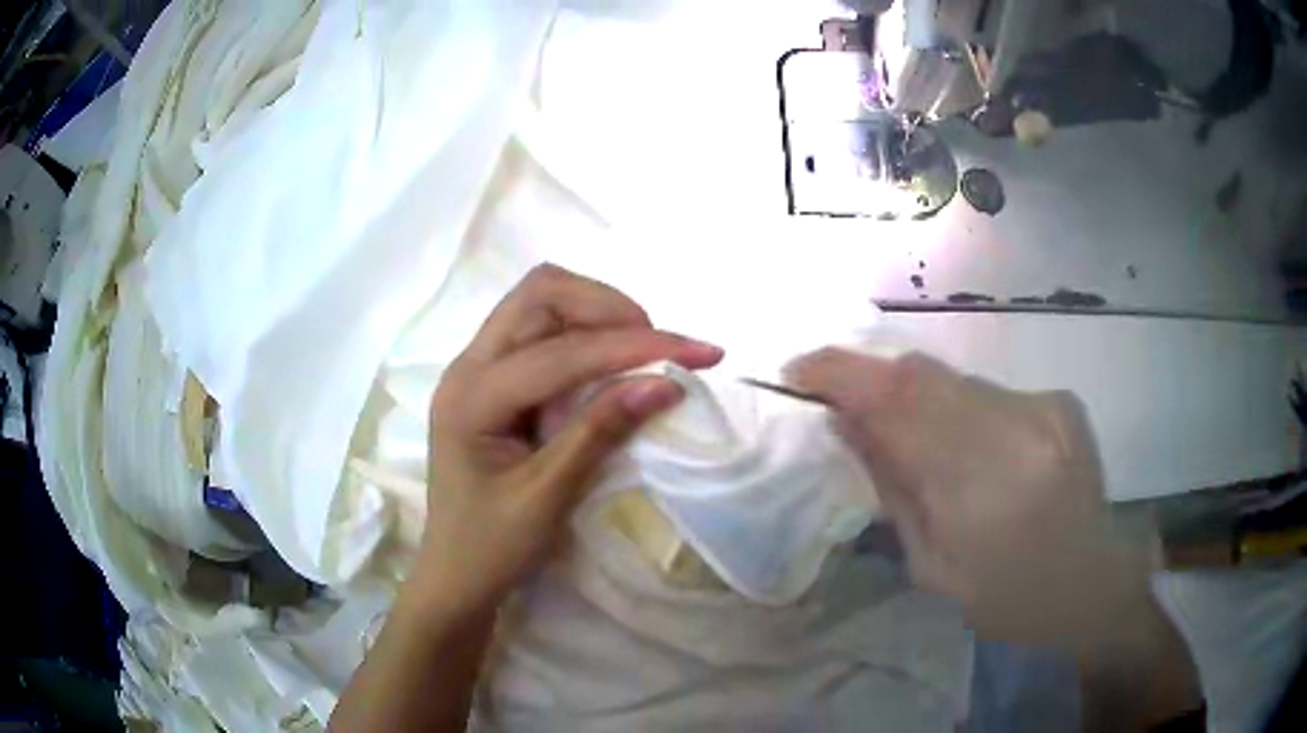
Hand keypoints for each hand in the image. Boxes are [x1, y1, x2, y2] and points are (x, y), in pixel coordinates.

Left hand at [415, 264, 722, 620]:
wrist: (455, 575)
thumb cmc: (493, 548)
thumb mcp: (548, 496)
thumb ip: (601, 432)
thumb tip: (666, 382)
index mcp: (471, 397)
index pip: (561, 352)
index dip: (633, 347)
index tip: (699, 353)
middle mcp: (467, 366)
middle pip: (540, 294)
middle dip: (609, 308)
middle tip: (660, 348)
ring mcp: (476, 367)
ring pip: (540, 302)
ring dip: (597, 312)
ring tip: (643, 350)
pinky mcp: (491, 378)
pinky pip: (539, 329)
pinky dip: (584, 330)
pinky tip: (612, 359)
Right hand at [787, 349, 1148, 646]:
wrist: (1093, 587)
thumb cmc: (1008, 600)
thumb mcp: (933, 567)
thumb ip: (892, 487)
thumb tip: (845, 423)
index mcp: (982, 489)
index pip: (897, 405)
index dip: (840, 375)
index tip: (796, 371)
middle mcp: (1017, 429)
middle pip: (923, 376)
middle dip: (869, 378)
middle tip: (836, 399)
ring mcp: (1043, 408)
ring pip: (953, 381)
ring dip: (914, 399)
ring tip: (904, 434)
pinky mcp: (1059, 400)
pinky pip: (986, 392)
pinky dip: (958, 410)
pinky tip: (967, 449)